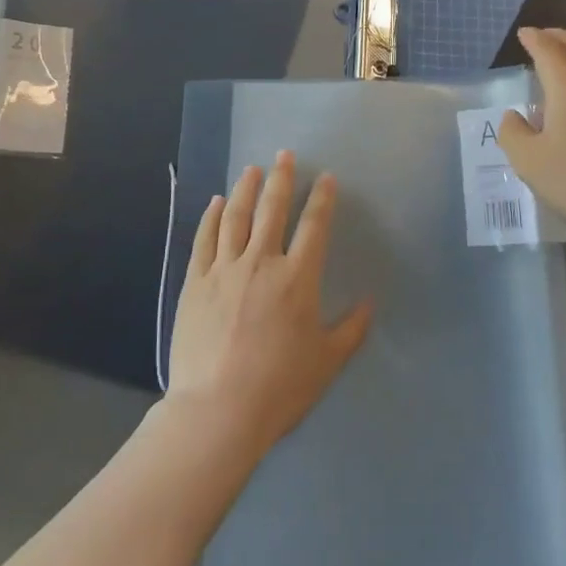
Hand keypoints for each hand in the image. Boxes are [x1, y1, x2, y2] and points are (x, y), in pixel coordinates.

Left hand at [167, 152, 371, 460]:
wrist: (217, 410)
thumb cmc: (279, 387)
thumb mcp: (327, 362)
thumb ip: (351, 329)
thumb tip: (369, 302)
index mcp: (297, 278)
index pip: (313, 226)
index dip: (321, 199)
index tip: (325, 177)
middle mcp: (261, 263)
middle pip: (272, 210)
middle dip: (281, 179)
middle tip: (284, 154)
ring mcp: (224, 270)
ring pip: (236, 217)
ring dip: (246, 189)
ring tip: (252, 169)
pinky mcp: (195, 282)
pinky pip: (204, 240)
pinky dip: (211, 217)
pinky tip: (216, 203)